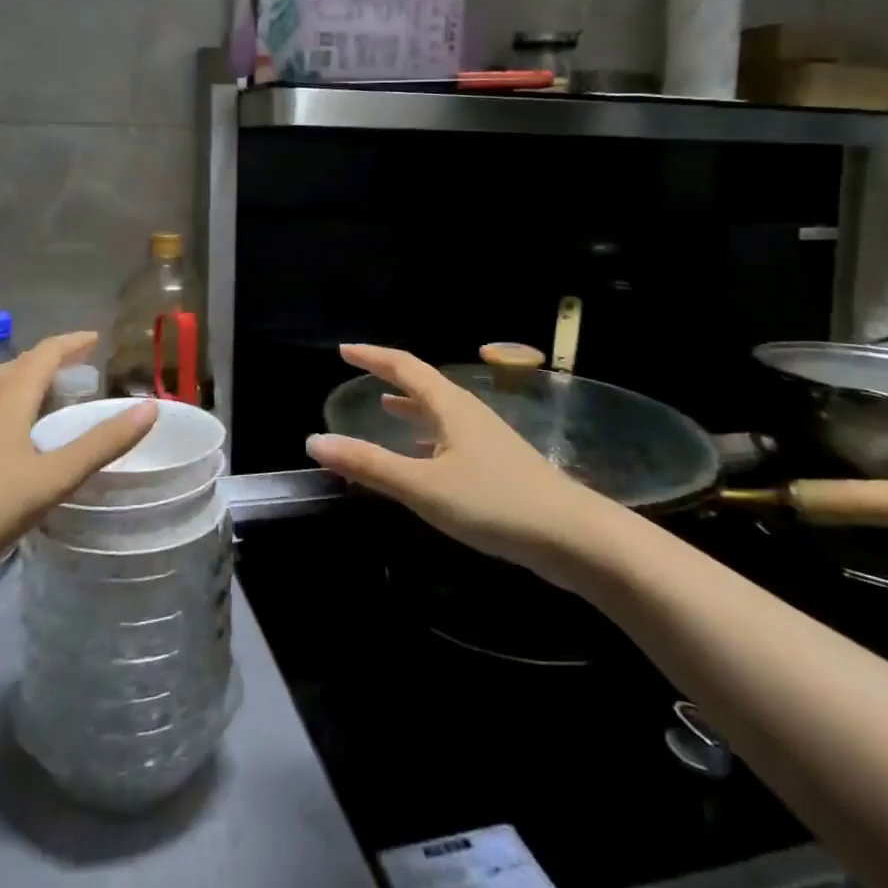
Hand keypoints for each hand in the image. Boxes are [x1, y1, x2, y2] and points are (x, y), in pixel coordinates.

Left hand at [0, 331, 156, 584]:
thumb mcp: (50, 479)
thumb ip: (100, 445)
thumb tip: (149, 408)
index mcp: (9, 396)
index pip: (46, 353)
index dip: (72, 342)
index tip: (95, 337)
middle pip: (18, 364)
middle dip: (49, 359)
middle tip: (76, 365)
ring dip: (23, 378)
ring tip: (43, 391)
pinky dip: (5, 401)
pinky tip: (5, 431)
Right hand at [306, 344, 602, 576]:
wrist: (573, 537)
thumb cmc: (494, 503)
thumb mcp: (423, 486)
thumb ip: (369, 465)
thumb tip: (315, 441)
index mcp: (450, 406)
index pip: (405, 367)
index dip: (373, 356)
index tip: (344, 350)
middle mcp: (468, 414)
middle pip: (424, 384)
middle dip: (390, 376)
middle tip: (360, 373)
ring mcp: (486, 439)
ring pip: (439, 412)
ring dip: (410, 406)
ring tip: (384, 406)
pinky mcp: (497, 466)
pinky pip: (450, 438)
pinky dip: (427, 437)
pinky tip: (423, 456)